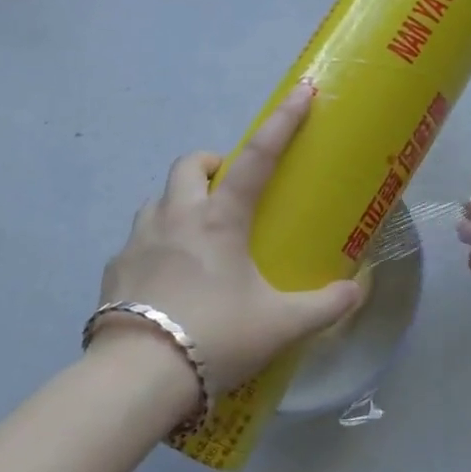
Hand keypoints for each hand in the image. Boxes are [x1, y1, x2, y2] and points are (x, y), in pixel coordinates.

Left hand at [94, 85, 365, 405]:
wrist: (136, 379)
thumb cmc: (215, 337)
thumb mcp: (280, 325)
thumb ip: (324, 307)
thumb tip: (356, 292)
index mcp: (219, 219)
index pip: (257, 157)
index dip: (282, 122)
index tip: (301, 92)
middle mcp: (176, 217)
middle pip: (189, 165)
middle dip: (211, 165)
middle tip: (229, 189)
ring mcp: (138, 240)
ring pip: (158, 199)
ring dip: (179, 203)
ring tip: (197, 236)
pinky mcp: (114, 269)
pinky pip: (137, 239)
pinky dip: (156, 244)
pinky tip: (166, 279)